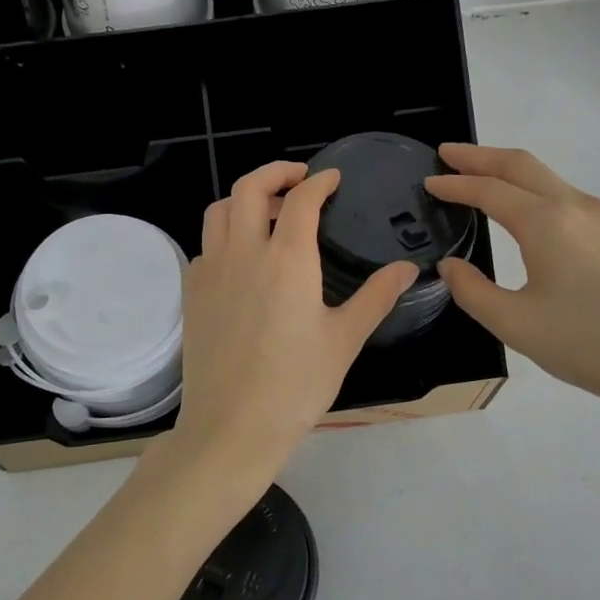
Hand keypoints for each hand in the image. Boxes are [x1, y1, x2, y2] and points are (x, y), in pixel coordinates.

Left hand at [152, 161, 416, 496]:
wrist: (231, 427)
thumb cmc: (296, 386)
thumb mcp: (345, 340)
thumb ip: (377, 296)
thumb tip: (408, 267)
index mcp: (287, 259)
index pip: (300, 199)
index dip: (318, 181)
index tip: (332, 178)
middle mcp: (243, 253)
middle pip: (249, 188)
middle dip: (275, 172)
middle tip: (299, 178)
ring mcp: (210, 271)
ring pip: (218, 211)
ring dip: (243, 199)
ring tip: (268, 212)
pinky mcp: (192, 292)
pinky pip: (205, 245)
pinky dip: (224, 235)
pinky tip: (243, 258)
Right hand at [425, 144, 599, 421]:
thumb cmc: (591, 346)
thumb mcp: (516, 326)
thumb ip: (472, 291)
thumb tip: (451, 266)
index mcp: (547, 223)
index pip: (490, 190)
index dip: (455, 184)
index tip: (428, 181)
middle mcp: (576, 206)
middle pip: (521, 165)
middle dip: (480, 155)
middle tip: (446, 153)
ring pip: (546, 177)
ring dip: (507, 170)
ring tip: (476, 175)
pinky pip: (563, 195)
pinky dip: (531, 188)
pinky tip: (521, 207)